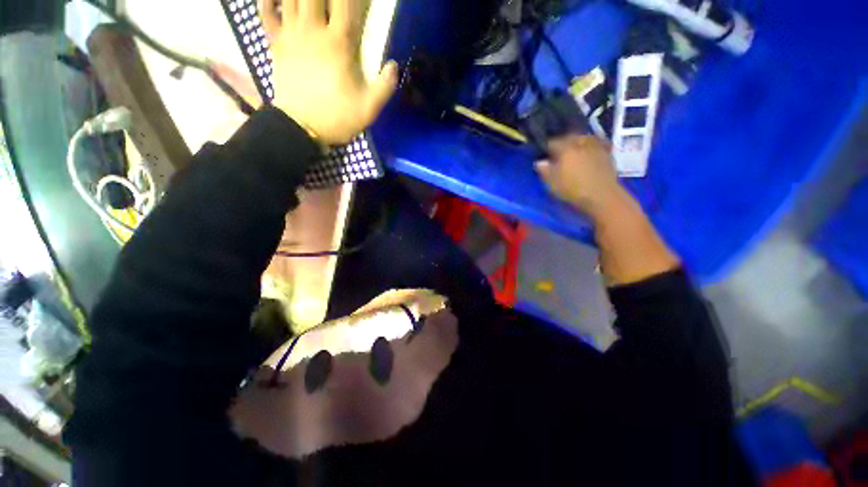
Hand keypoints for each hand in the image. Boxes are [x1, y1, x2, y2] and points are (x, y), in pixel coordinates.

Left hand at [262, 0, 398, 144]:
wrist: (301, 128)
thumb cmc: (337, 117)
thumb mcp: (369, 109)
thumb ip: (385, 87)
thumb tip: (394, 65)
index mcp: (339, 44)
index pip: (346, 3)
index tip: (359, 1)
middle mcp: (313, 31)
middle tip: (333, 2)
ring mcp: (291, 34)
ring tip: (312, 1)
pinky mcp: (276, 43)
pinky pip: (266, 12)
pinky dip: (268, 0)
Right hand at [535, 135, 625, 218]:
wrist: (602, 195)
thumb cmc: (573, 189)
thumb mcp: (552, 182)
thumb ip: (544, 170)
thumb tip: (540, 161)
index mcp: (565, 148)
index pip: (552, 142)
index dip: (546, 148)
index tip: (543, 155)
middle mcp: (581, 142)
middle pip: (569, 137)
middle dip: (562, 143)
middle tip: (558, 153)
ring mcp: (596, 146)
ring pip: (583, 138)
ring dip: (577, 142)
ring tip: (574, 151)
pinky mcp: (607, 152)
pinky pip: (597, 144)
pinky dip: (591, 146)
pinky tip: (589, 152)